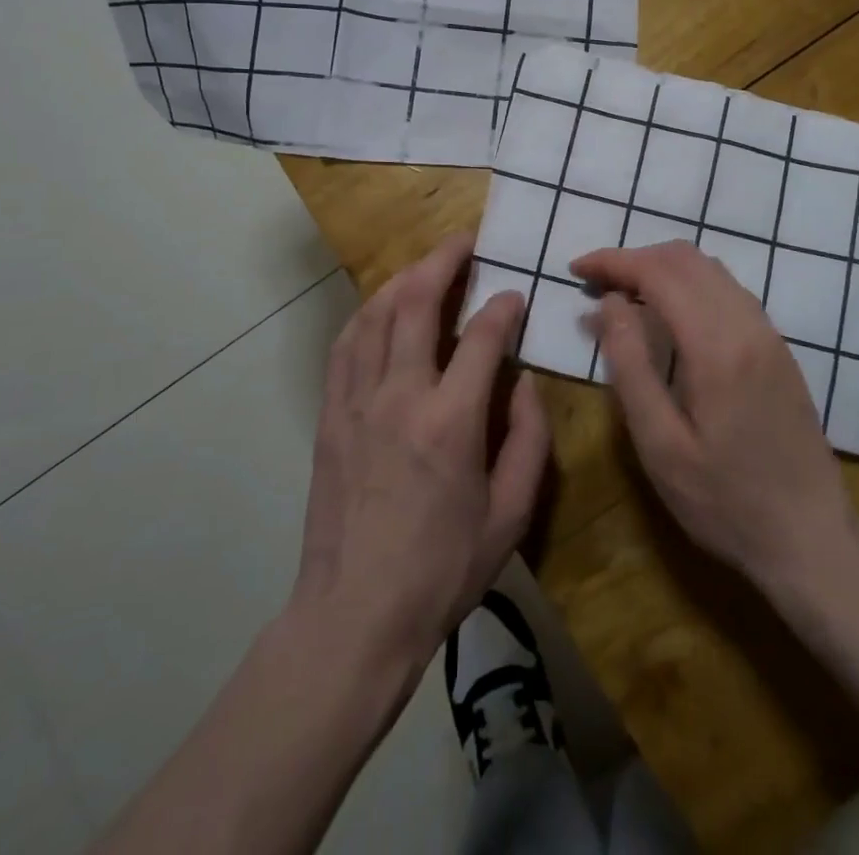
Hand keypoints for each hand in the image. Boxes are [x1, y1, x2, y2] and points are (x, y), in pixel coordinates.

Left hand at [292, 233, 549, 676]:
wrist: (354, 615)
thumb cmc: (441, 571)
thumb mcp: (510, 515)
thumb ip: (528, 440)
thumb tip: (523, 381)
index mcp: (451, 421)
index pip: (482, 337)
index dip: (503, 307)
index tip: (515, 296)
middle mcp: (400, 396)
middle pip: (418, 303)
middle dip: (445, 262)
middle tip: (465, 243)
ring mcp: (356, 402)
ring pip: (376, 315)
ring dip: (403, 280)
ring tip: (426, 266)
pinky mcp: (329, 415)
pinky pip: (345, 346)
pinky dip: (367, 315)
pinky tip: (380, 308)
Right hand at [573, 241, 853, 601]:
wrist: (811, 539)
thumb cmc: (725, 502)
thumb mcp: (660, 446)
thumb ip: (631, 366)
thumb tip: (608, 304)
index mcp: (717, 346)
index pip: (659, 272)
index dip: (613, 261)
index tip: (575, 269)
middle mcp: (748, 324)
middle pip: (686, 259)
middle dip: (634, 259)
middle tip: (594, 283)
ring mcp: (769, 333)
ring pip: (710, 268)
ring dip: (662, 268)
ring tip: (623, 295)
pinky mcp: (778, 347)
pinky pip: (728, 290)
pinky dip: (689, 283)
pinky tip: (668, 314)